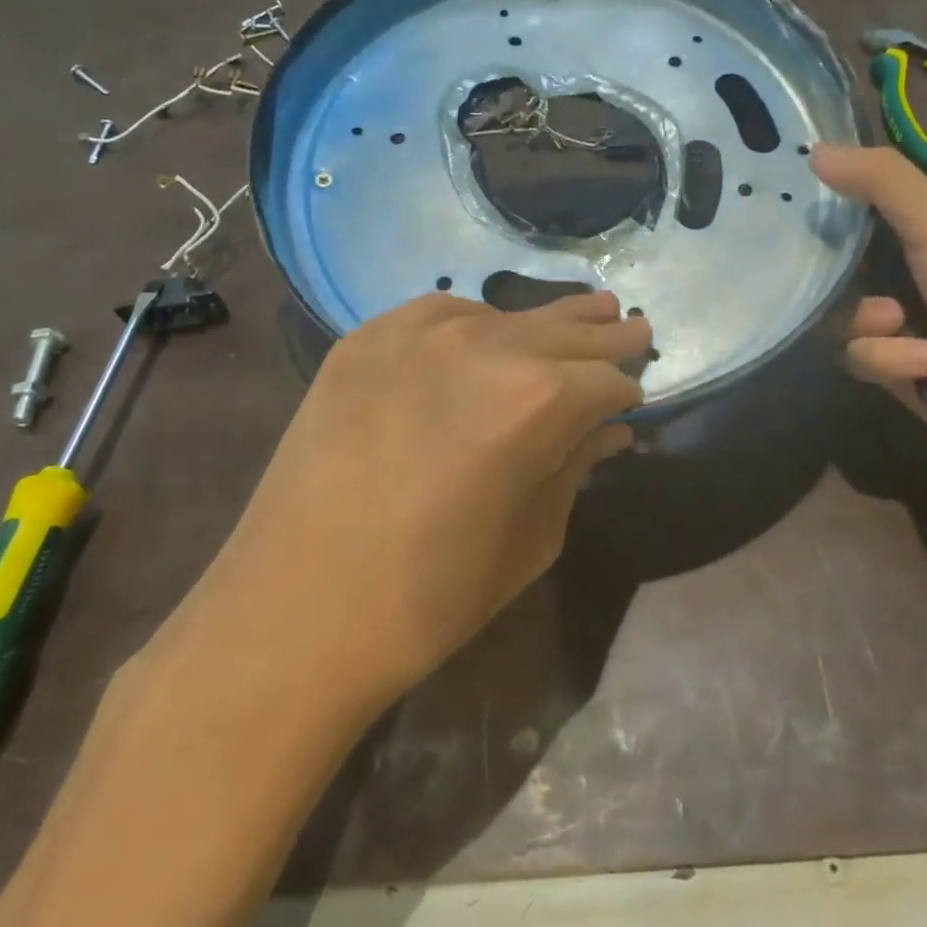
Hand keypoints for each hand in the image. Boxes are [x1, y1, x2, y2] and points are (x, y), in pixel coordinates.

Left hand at [170, 291, 649, 719]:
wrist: (291, 615)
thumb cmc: (429, 598)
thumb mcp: (530, 540)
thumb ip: (575, 468)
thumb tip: (609, 431)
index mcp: (538, 400)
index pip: (607, 378)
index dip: (627, 388)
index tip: (636, 395)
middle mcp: (485, 345)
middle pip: (567, 330)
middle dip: (606, 335)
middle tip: (634, 327)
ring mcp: (418, 334)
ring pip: (507, 314)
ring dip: (548, 323)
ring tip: (586, 311)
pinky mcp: (366, 339)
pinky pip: (441, 312)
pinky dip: (475, 322)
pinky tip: (486, 334)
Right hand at [812, 144, 926, 472]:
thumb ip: (882, 182)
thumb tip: (815, 149)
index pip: (863, 212)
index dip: (832, 207)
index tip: (796, 204)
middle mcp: (910, 278)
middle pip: (842, 269)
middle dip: (838, 275)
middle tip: (831, 273)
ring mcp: (902, 329)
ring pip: (842, 317)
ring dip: (869, 321)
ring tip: (899, 323)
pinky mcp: (897, 375)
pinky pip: (860, 359)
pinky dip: (889, 360)